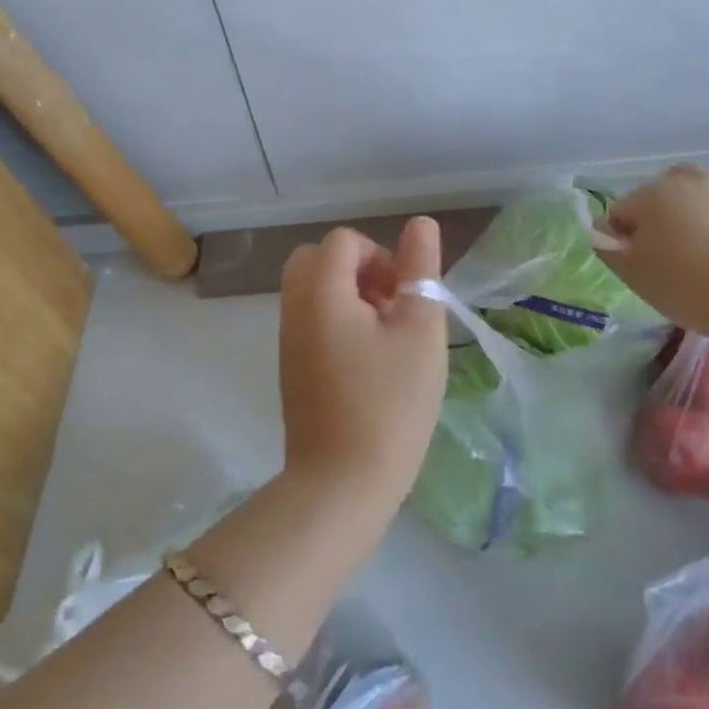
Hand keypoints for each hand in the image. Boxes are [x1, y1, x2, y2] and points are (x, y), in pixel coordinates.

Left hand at [278, 219, 447, 515]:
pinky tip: (367, 363)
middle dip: (359, 271)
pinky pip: (310, 321)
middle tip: (391, 309)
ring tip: (385, 338)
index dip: (381, 257)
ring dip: (350, 297)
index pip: (344, 241)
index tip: (403, 298)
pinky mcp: (290, 368)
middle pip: (319, 260)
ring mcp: (287, 340)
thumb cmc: (391, 403)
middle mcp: (294, 308)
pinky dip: (336, 322)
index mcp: (321, 291)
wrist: (342, 484)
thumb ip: (420, 270)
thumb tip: (420, 224)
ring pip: (313, 290)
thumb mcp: (420, 330)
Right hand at [596, 166, 708, 340]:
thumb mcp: (635, 274)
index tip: (638, 269)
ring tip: (694, 248)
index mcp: (649, 194)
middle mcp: (683, 180)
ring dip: (684, 213)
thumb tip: (599, 229)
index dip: (622, 242)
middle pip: (654, 199)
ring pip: (690, 195)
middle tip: (665, 261)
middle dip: (653, 221)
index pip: (619, 214)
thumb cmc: (688, 286)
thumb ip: (608, 248)